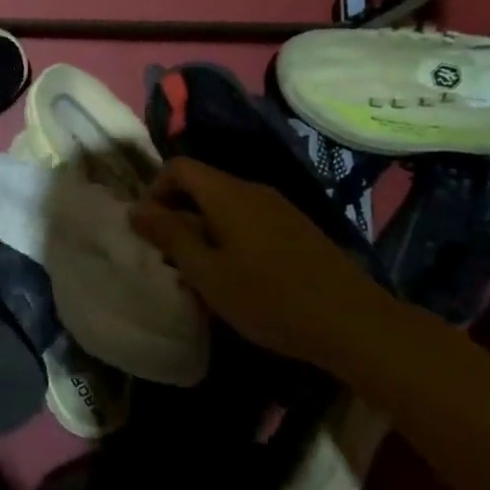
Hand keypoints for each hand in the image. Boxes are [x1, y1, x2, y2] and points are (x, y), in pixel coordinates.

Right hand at [130, 159, 375, 362]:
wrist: (354, 322)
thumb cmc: (269, 298)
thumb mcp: (207, 273)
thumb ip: (170, 237)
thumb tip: (136, 209)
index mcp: (227, 193)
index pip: (178, 167)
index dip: (155, 191)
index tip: (150, 230)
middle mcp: (253, 190)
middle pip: (202, 184)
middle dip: (178, 213)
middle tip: (170, 256)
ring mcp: (279, 208)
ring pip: (226, 204)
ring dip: (204, 228)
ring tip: (201, 270)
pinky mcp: (298, 229)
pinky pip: (250, 220)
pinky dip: (231, 236)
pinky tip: (239, 276)